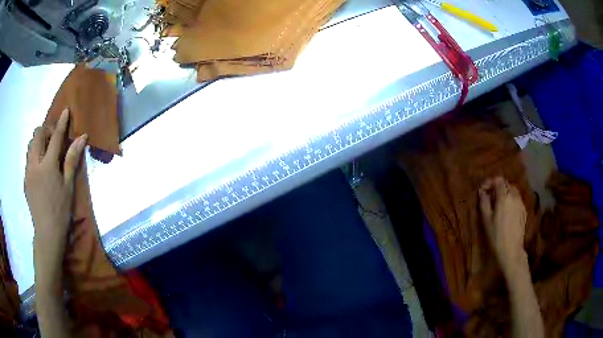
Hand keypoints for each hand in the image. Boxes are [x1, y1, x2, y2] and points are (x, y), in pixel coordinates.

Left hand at [25, 109, 86, 284]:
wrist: (47, 234)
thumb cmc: (61, 211)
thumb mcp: (68, 186)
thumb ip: (72, 159)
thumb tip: (82, 138)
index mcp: (47, 166)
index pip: (55, 137)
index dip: (61, 123)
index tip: (66, 110)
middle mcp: (35, 164)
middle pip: (37, 135)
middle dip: (46, 130)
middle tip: (54, 140)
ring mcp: (28, 172)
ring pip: (30, 145)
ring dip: (38, 141)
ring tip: (46, 152)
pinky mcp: (25, 180)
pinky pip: (28, 158)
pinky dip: (34, 154)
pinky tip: (40, 167)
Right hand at [479, 177, 526, 270]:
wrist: (511, 250)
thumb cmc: (496, 236)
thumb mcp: (486, 220)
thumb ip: (484, 203)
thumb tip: (482, 192)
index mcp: (504, 197)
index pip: (498, 180)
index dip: (490, 182)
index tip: (483, 190)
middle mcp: (514, 196)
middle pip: (506, 184)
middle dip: (497, 187)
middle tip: (490, 197)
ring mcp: (521, 203)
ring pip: (513, 191)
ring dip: (505, 193)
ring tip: (499, 204)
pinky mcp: (524, 210)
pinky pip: (517, 199)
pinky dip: (511, 200)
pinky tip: (507, 211)